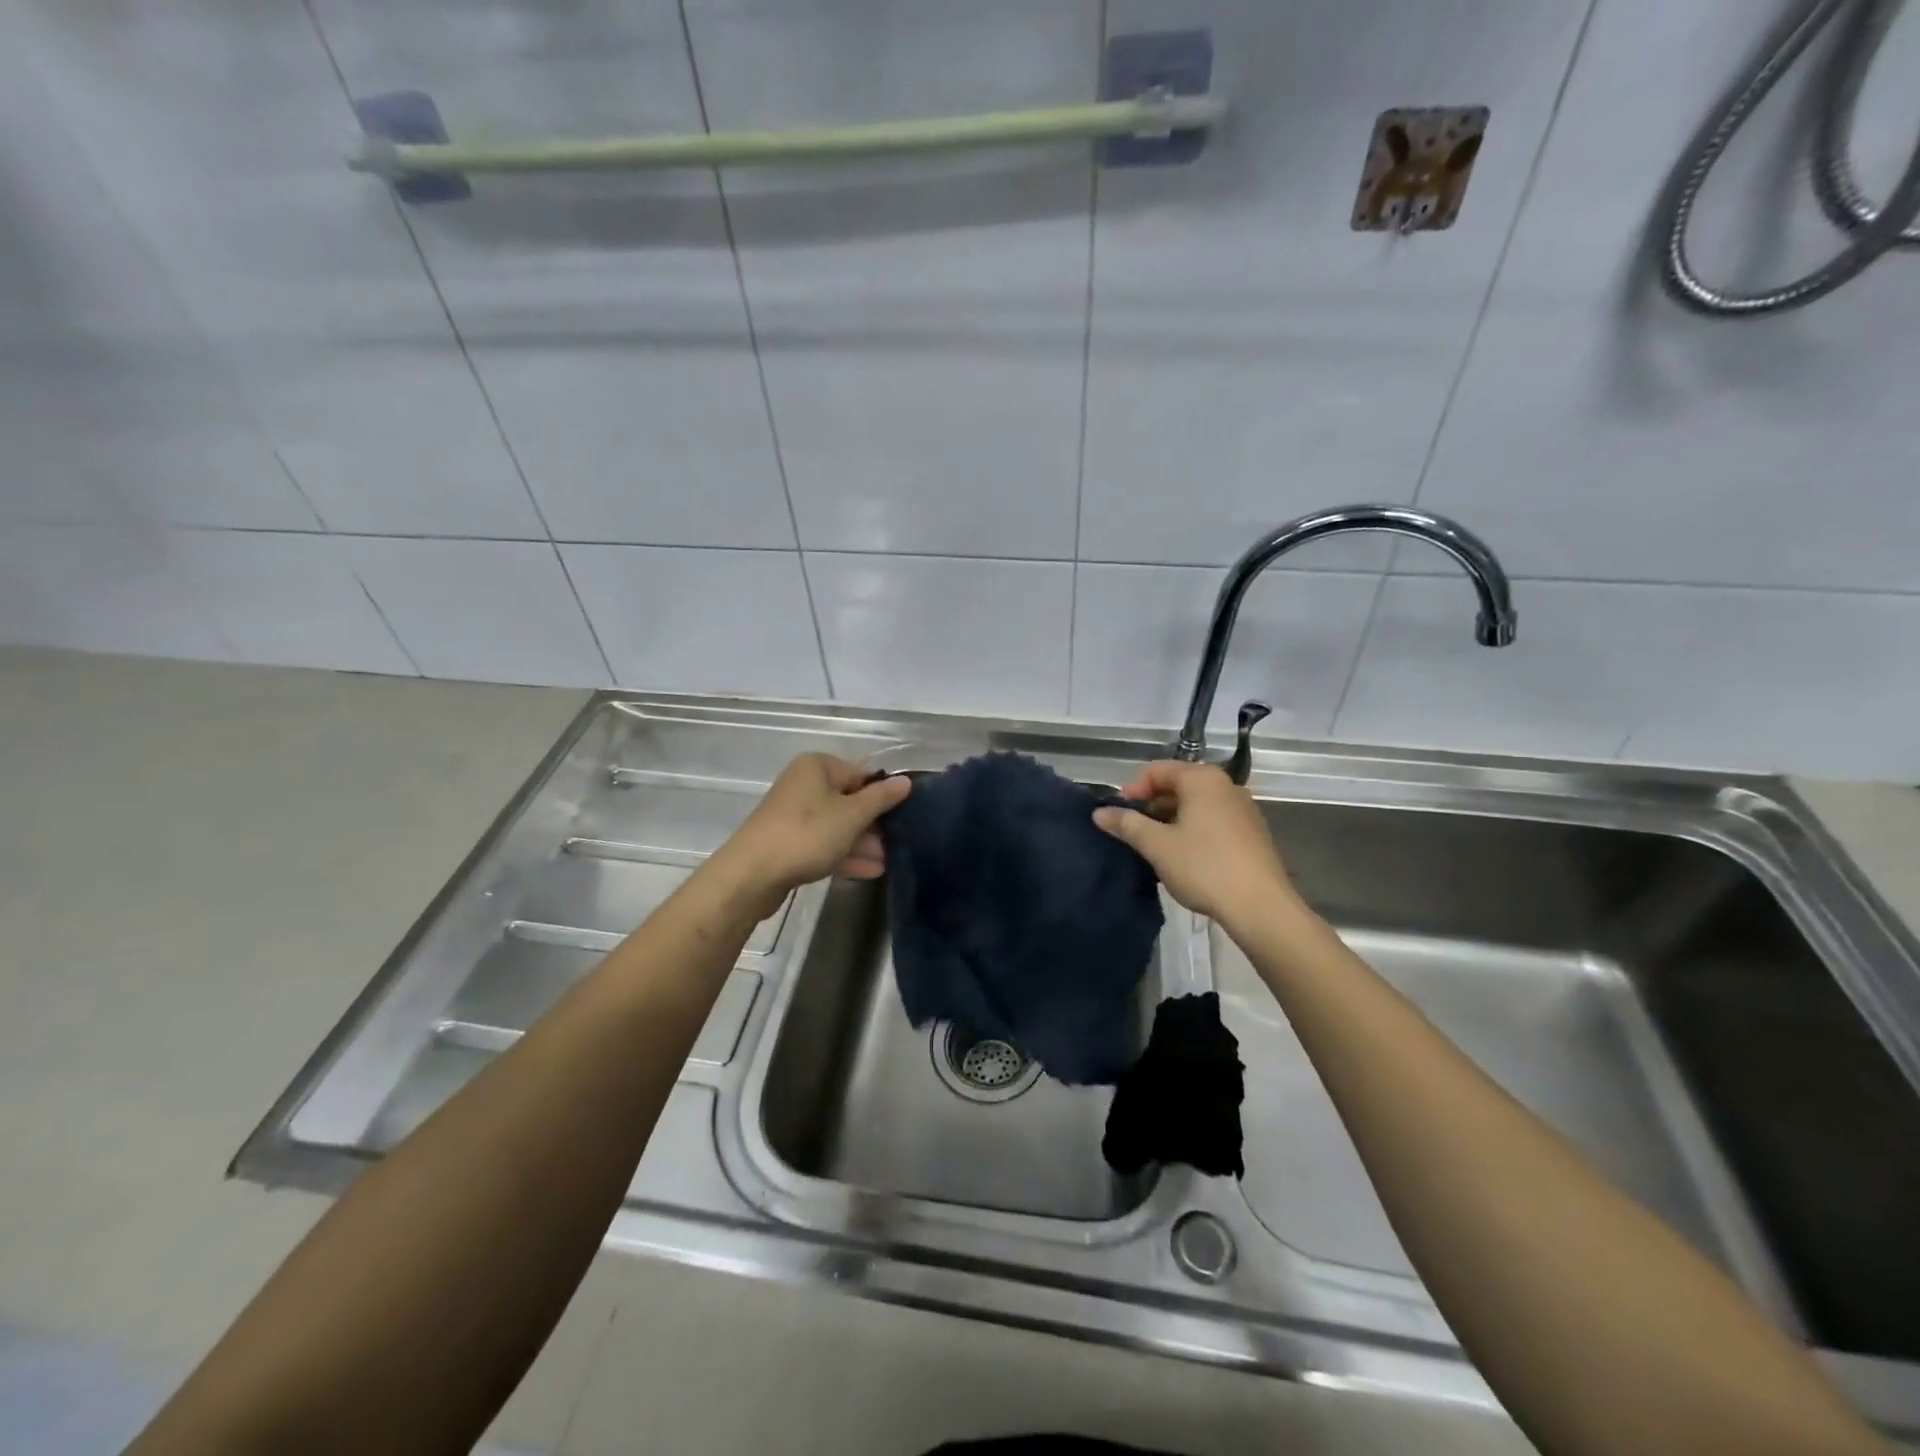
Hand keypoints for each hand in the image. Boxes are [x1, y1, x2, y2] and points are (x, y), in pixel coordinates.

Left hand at [712, 754, 909, 913]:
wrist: (752, 874)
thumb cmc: (807, 834)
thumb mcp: (852, 815)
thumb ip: (881, 798)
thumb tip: (905, 781)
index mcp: (817, 767)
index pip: (861, 774)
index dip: (883, 796)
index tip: (904, 817)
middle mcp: (804, 784)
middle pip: (849, 800)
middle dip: (873, 824)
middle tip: (897, 844)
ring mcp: (793, 814)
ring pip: (837, 825)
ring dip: (862, 843)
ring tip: (886, 863)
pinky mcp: (788, 841)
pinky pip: (823, 843)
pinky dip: (844, 853)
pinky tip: (869, 871)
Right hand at [1093, 760, 1297, 927]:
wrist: (1260, 907)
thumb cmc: (1204, 867)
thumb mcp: (1157, 845)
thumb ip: (1126, 824)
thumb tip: (1099, 813)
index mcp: (1202, 779)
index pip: (1156, 770)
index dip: (1131, 790)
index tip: (1118, 816)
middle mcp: (1225, 786)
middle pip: (1177, 786)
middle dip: (1150, 806)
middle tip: (1132, 833)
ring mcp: (1243, 810)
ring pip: (1194, 806)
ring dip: (1169, 821)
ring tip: (1153, 849)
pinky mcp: (1251, 834)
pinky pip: (1212, 822)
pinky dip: (1191, 832)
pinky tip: (1181, 859)